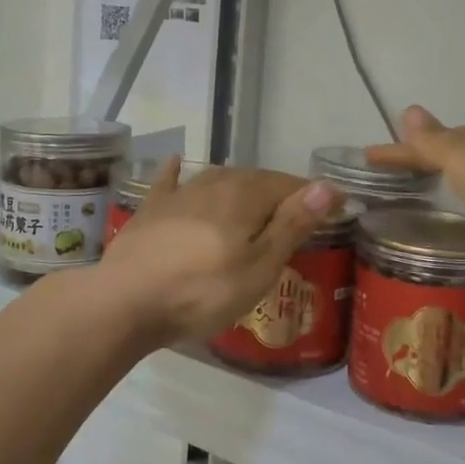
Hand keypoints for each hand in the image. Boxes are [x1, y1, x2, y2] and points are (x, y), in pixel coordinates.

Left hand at [97, 160, 337, 344]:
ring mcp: (180, 193)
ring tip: (254, 202)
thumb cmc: (203, 290)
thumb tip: (328, 185)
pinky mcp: (151, 208)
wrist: (125, 300)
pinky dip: (178, 172)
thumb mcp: (260, 266)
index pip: (291, 186)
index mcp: (247, 194)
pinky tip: (176, 163)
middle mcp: (215, 182)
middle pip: (257, 181)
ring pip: (219, 179)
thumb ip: (294, 223)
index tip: (338, 209)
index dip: (316, 197)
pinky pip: (170, 181)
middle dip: (280, 194)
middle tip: (298, 215)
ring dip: (241, 188)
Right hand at [367, 106, 464, 312]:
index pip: (426, 141)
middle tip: (402, 172)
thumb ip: (433, 142)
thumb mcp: (461, 160)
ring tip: (435, 188)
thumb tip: (409, 109)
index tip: (369, 157)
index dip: (397, 150)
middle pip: (454, 147)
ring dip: (455, 172)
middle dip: (428, 156)